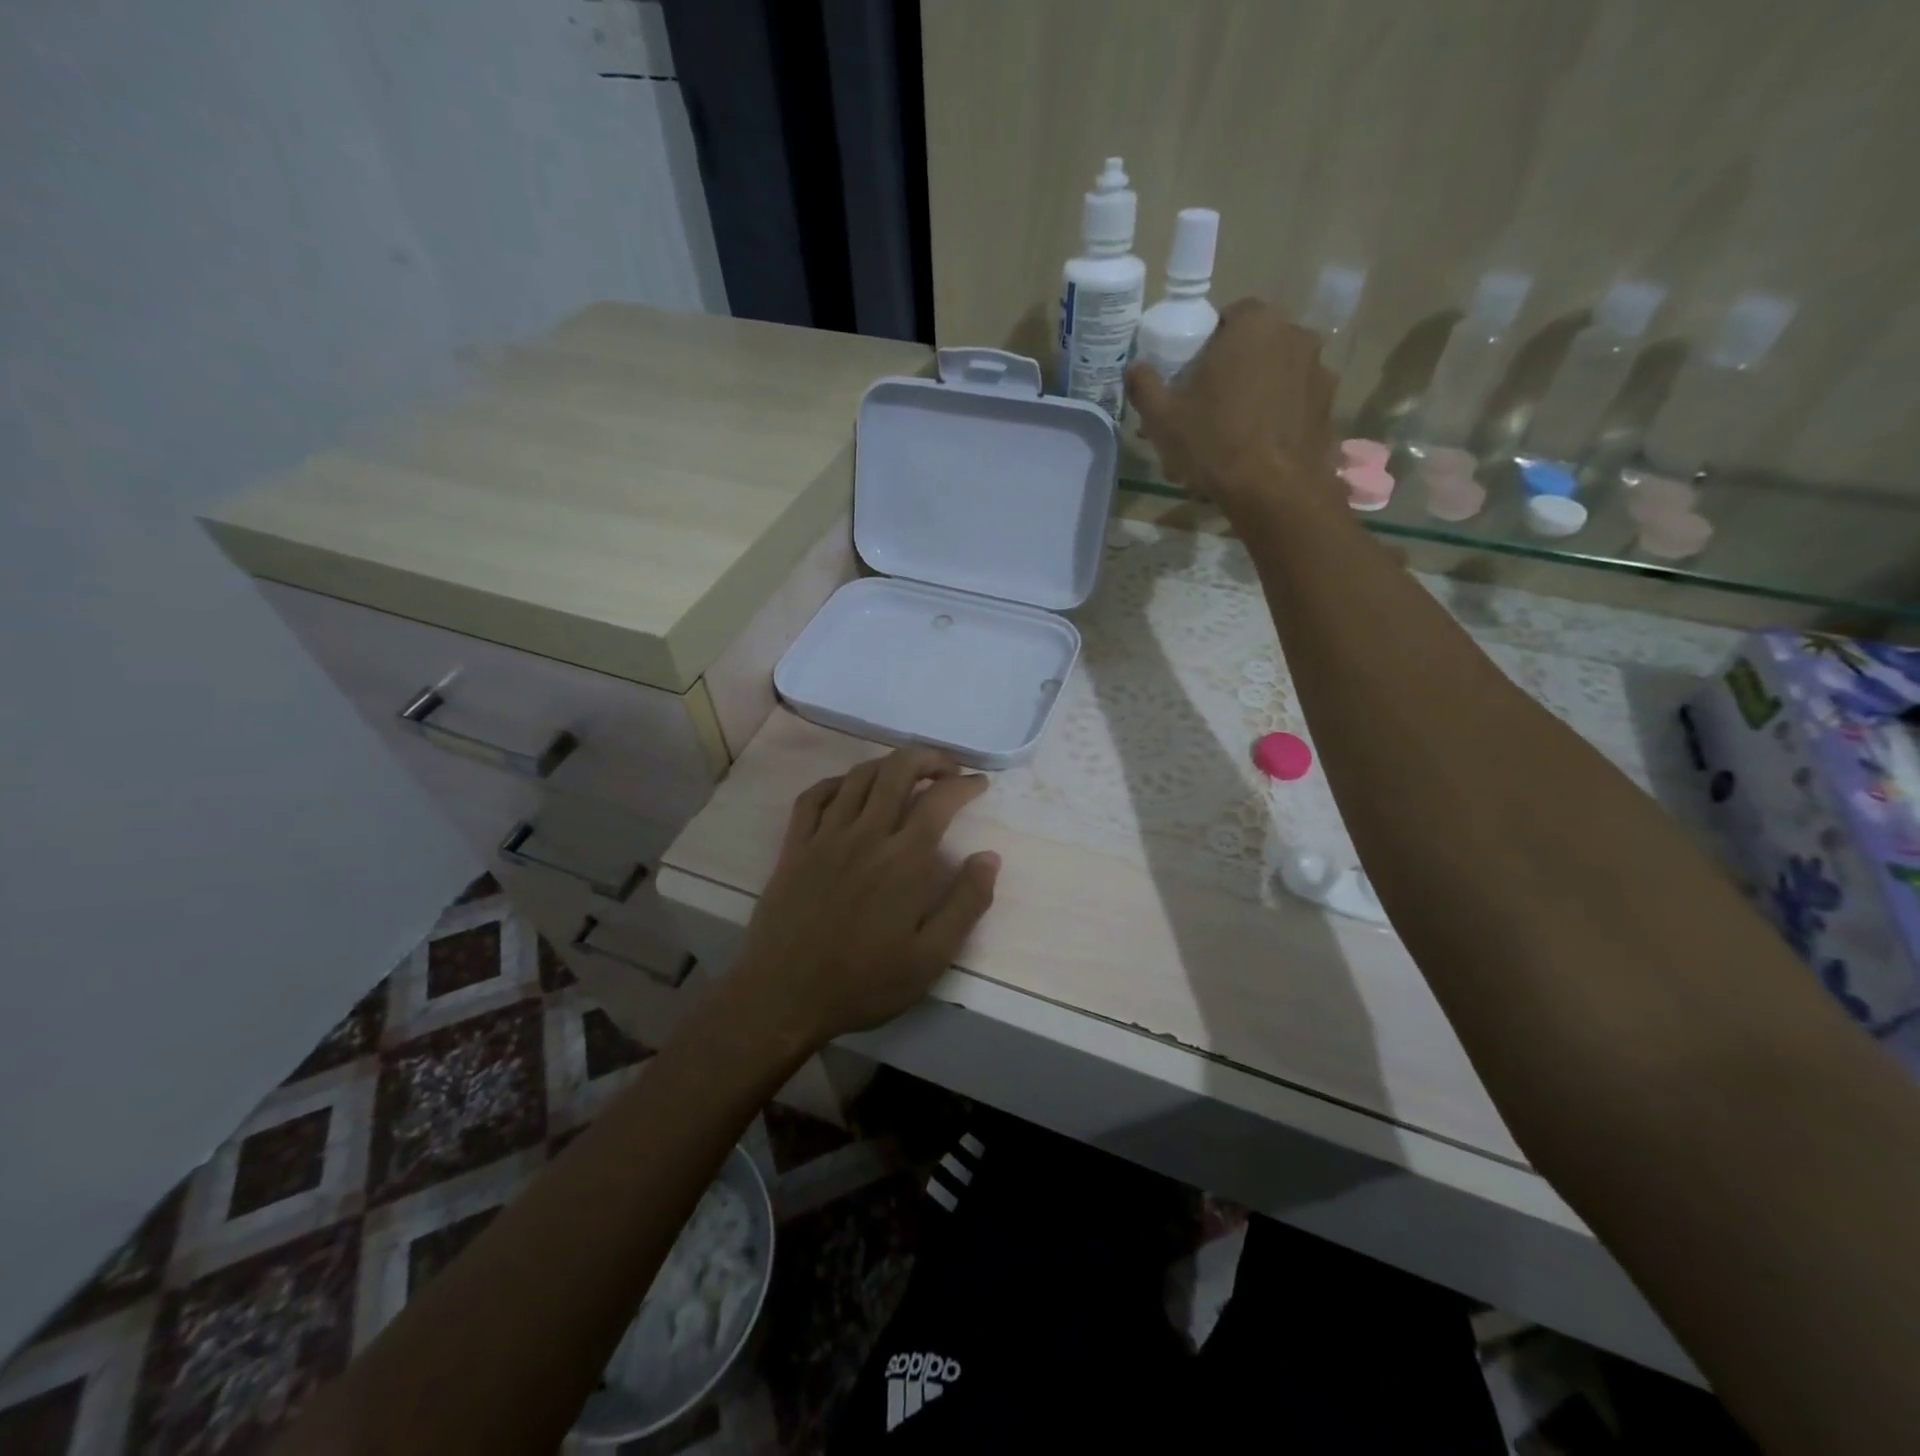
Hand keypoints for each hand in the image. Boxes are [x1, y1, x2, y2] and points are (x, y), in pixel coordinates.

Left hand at [729, 747, 1000, 1049]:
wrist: (783, 997)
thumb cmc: (863, 982)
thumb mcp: (931, 958)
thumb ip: (966, 903)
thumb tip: (989, 857)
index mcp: (903, 860)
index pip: (939, 800)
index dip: (965, 784)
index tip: (980, 784)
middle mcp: (866, 835)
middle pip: (898, 770)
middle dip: (928, 758)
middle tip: (948, 769)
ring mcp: (825, 837)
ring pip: (858, 776)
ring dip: (889, 764)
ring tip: (907, 773)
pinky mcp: (794, 847)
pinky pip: (814, 797)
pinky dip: (837, 782)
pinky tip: (849, 789)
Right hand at [1125, 297, 1337, 514]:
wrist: (1273, 491)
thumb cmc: (1214, 443)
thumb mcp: (1162, 418)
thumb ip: (1145, 385)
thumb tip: (1135, 369)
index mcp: (1254, 325)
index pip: (1229, 316)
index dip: (1207, 344)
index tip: (1192, 376)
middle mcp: (1295, 336)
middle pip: (1255, 346)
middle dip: (1232, 370)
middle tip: (1207, 408)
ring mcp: (1319, 371)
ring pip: (1276, 375)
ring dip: (1256, 395)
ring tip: (1232, 436)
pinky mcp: (1329, 408)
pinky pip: (1294, 405)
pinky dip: (1277, 419)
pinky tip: (1257, 451)